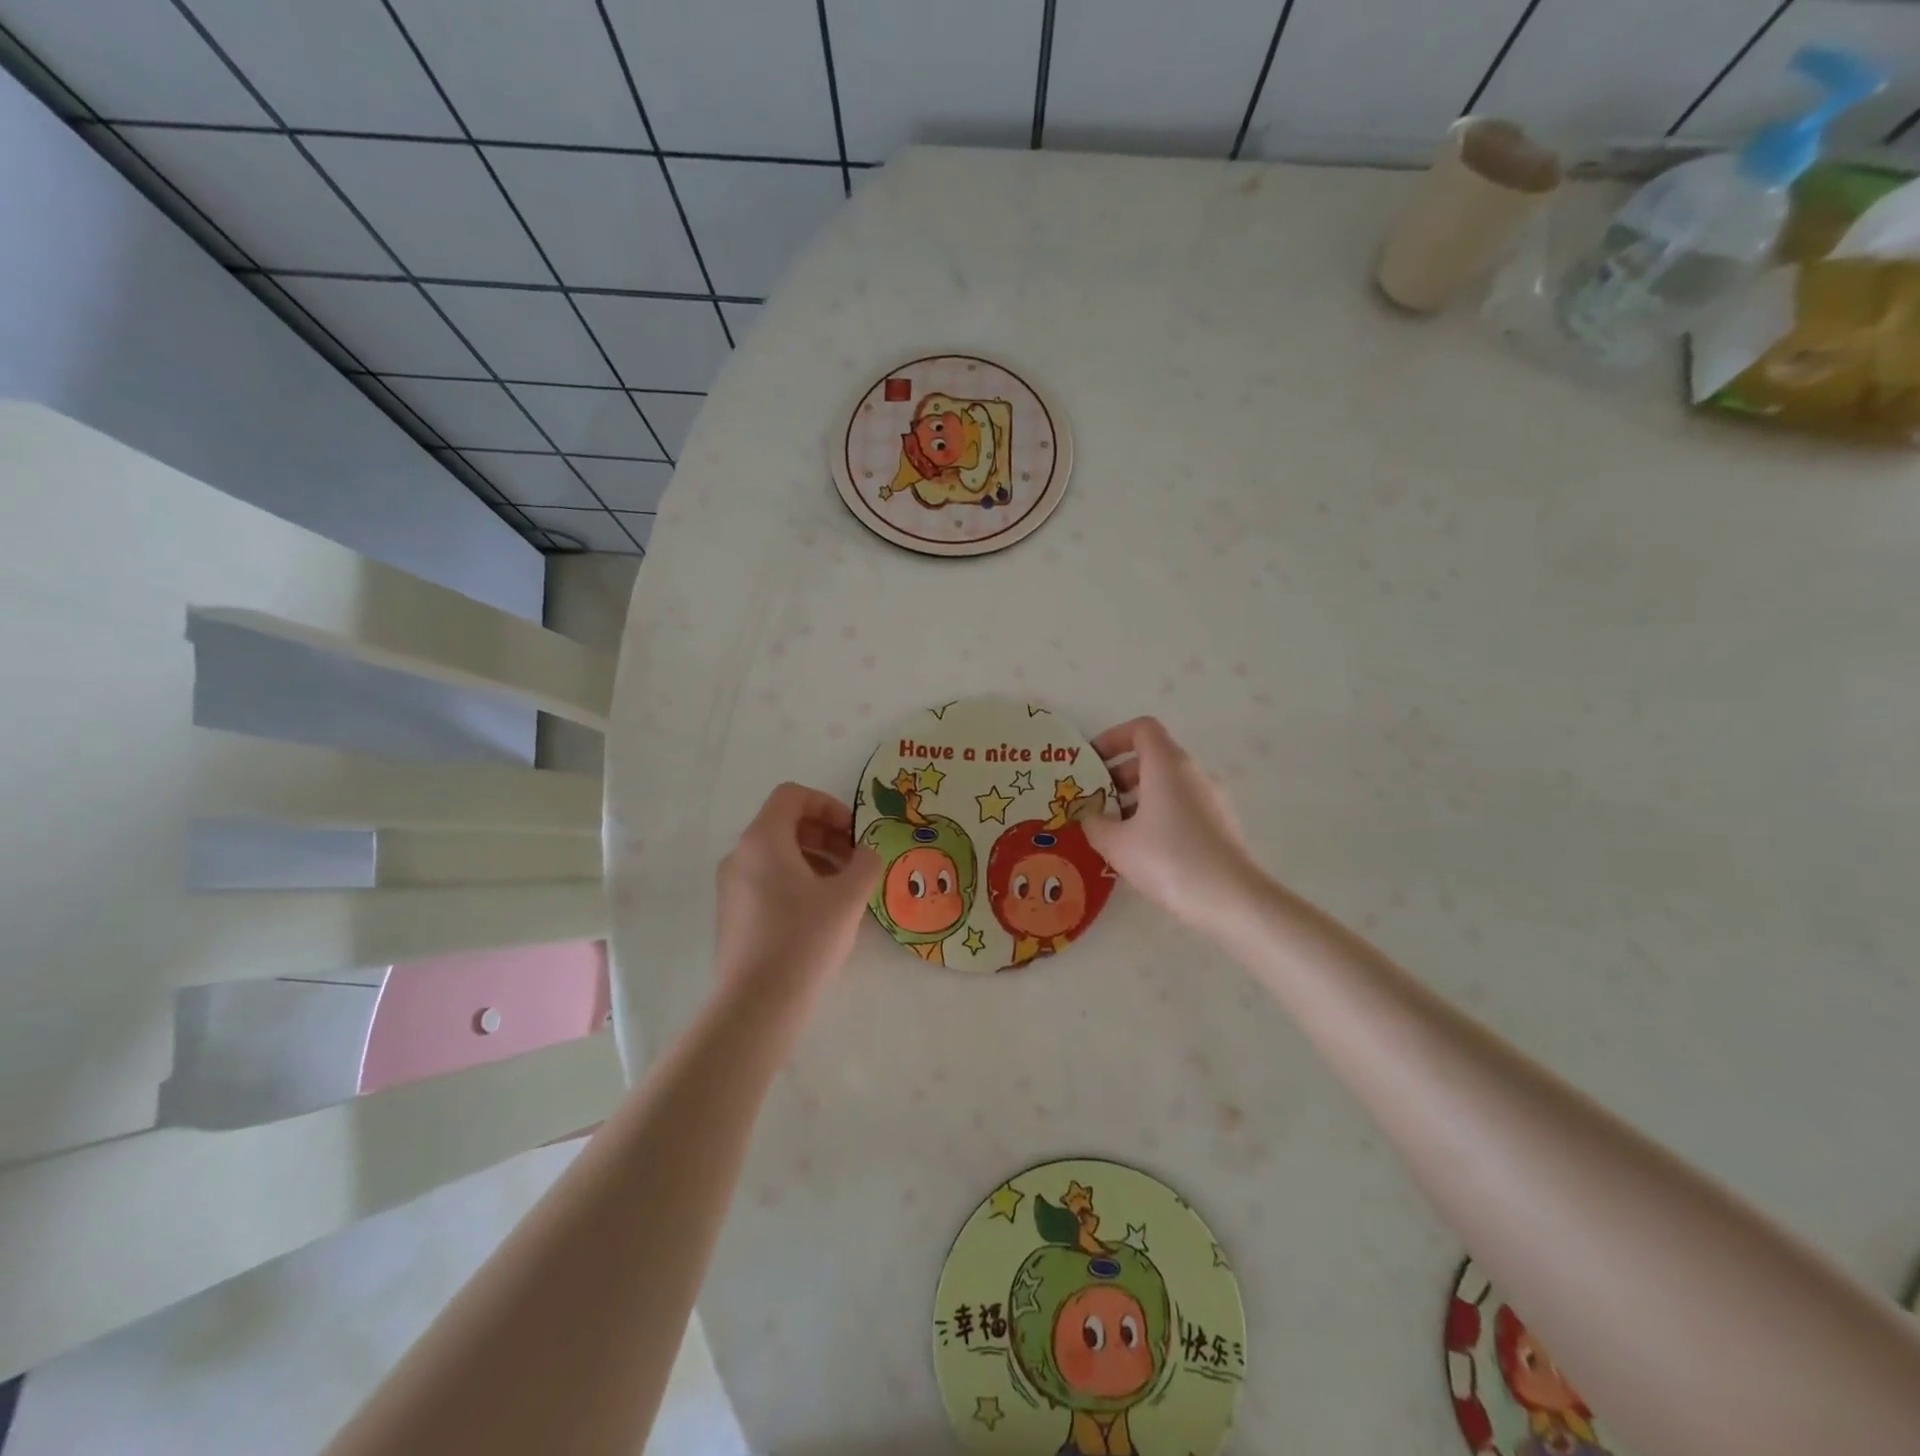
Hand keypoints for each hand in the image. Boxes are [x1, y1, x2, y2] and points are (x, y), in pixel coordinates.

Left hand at [714, 783, 879, 993]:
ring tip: (845, 888)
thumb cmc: (805, 939)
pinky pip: (767, 881)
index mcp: (762, 840)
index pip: (792, 796)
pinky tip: (822, 912)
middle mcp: (740, 856)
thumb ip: (866, 863)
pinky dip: (797, 881)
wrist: (757, 1005)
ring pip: (777, 855)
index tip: (853, 832)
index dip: (828, 805)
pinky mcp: (733, 916)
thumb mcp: (849, 897)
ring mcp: (731, 887)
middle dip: (825, 835)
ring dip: (815, 859)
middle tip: (856, 860)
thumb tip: (867, 853)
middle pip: (784, 824)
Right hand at [1085, 717, 1267, 929]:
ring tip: (1115, 832)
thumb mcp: (1117, 844)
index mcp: (1167, 765)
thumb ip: (1094, 823)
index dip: (1112, 738)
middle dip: (1119, 774)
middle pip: (1152, 757)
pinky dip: (1157, 814)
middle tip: (1096, 802)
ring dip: (1137, 798)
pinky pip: (1181, 805)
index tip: (1092, 764)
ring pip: (1167, 784)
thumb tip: (1089, 816)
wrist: (1233, 900)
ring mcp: (1211, 798)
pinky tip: (1143, 850)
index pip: (1141, 728)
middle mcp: (1192, 773)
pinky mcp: (1220, 823)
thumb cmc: (1169, 860)